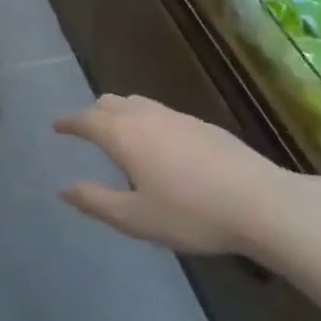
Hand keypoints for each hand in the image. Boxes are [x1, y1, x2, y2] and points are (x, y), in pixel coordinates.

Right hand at [52, 94, 305, 255]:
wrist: (263, 204)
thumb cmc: (190, 214)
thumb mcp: (134, 218)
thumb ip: (95, 201)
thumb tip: (64, 189)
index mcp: (122, 135)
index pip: (86, 119)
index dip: (68, 122)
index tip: (56, 125)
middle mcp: (146, 116)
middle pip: (110, 103)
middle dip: (93, 113)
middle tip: (85, 129)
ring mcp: (178, 118)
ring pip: (138, 103)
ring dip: (121, 113)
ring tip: (119, 132)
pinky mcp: (204, 126)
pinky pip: (162, 113)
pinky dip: (147, 121)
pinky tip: (160, 145)